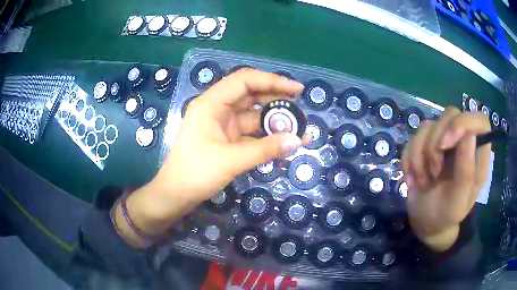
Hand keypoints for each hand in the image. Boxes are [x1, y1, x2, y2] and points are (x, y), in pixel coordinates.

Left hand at [118, 69, 305, 244]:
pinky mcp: (226, 139)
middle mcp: (217, 108)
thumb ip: (266, 149)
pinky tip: (282, 142)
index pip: (245, 80)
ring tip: (297, 127)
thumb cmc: (196, 173)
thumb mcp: (231, 160)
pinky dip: (266, 136)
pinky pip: (250, 132)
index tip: (297, 90)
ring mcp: (221, 124)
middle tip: (299, 108)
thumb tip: (298, 140)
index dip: (272, 81)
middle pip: (250, 94)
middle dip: (276, 99)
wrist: (175, 195)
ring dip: (273, 120)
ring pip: (252, 114)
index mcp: (211, 103)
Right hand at [401, 107, 490, 251]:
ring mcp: (442, 141)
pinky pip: (412, 139)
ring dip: (420, 156)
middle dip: (436, 143)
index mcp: (477, 154)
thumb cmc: (447, 215)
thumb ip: (467, 171)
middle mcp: (461, 141)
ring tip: (424, 180)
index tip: (446, 143)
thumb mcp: (458, 200)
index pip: (478, 120)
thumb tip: (469, 135)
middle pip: (450, 115)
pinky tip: (414, 178)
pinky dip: (409, 160)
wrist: (427, 223)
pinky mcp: (425, 145)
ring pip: (427, 126)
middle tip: (434, 172)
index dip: (463, 122)